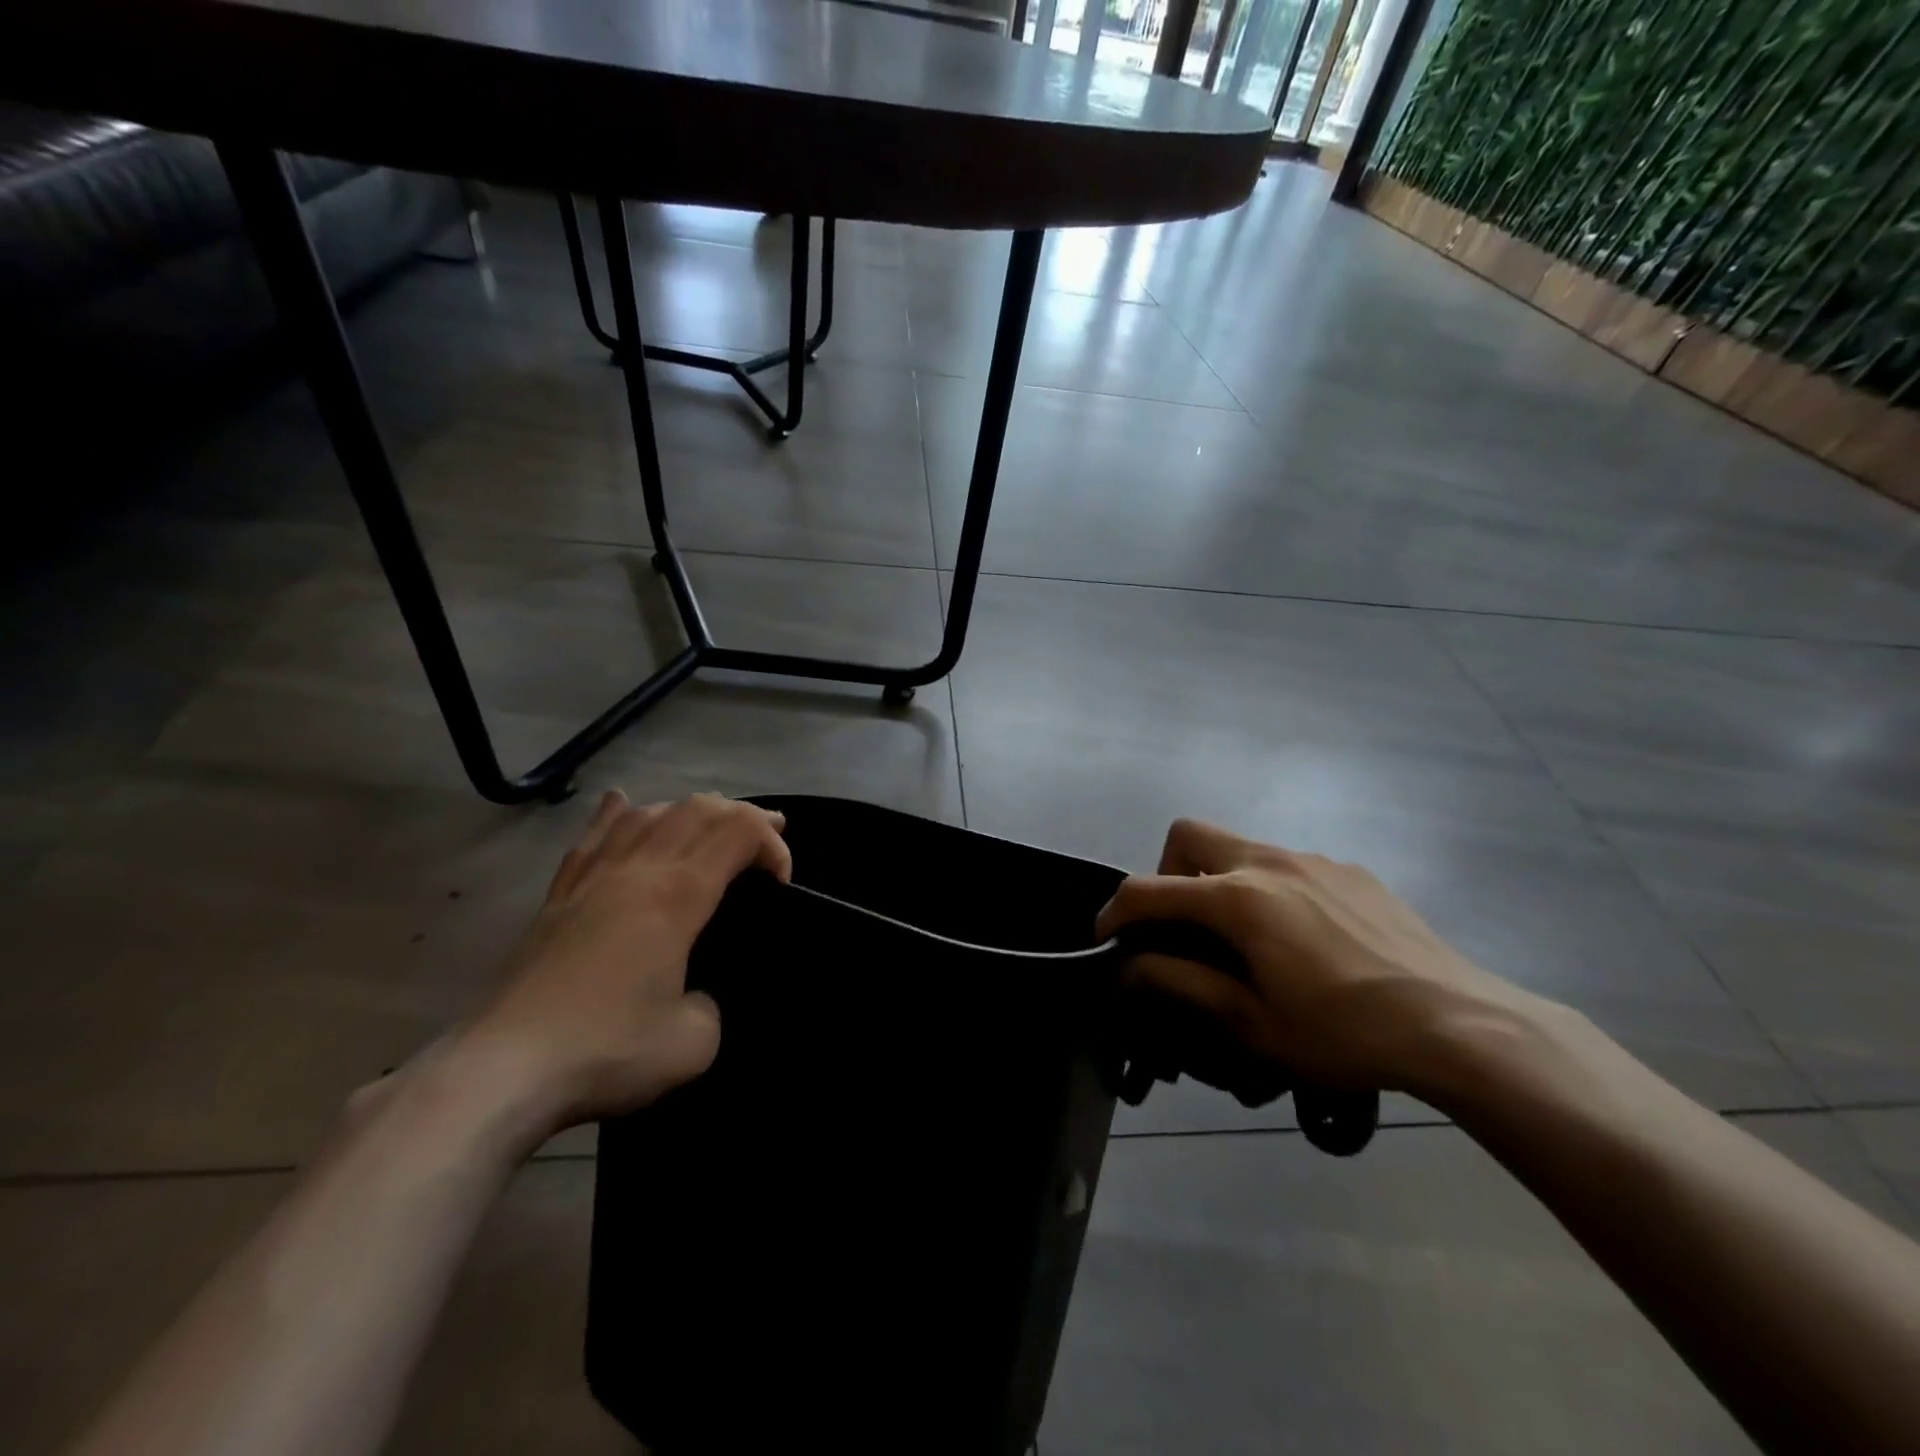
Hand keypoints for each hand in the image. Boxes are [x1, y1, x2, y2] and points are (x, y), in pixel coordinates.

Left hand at [454, 791, 790, 1142]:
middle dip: (744, 814)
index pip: (739, 831)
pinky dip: (618, 813)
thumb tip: (695, 994)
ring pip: (649, 812)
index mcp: (677, 894)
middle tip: (769, 837)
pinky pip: (594, 836)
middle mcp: (637, 869)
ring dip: (691, 809)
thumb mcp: (694, 1043)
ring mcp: (592, 876)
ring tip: (712, 822)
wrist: (503, 1070)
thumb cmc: (607, 1050)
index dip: (772, 844)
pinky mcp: (559, 895)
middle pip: (698, 809)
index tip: (781, 885)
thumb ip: (712, 1005)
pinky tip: (623, 802)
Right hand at [1095, 818, 1539, 1094]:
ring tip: (1248, 941)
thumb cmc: (1344, 1032)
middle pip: (1188, 835)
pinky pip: (1288, 865)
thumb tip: (1127, 967)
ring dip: (1220, 883)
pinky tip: (1305, 941)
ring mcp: (1314, 859)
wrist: (1460, 1024)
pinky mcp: (1351, 870)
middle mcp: (1268, 861)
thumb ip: (1179, 984)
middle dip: (1168, 874)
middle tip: (1183, 927)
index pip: (1148, 890)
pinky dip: (1270, 890)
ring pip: (1240, 848)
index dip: (1114, 913)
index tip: (1107, 941)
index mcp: (1237, 899)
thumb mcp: (1250, 1023)